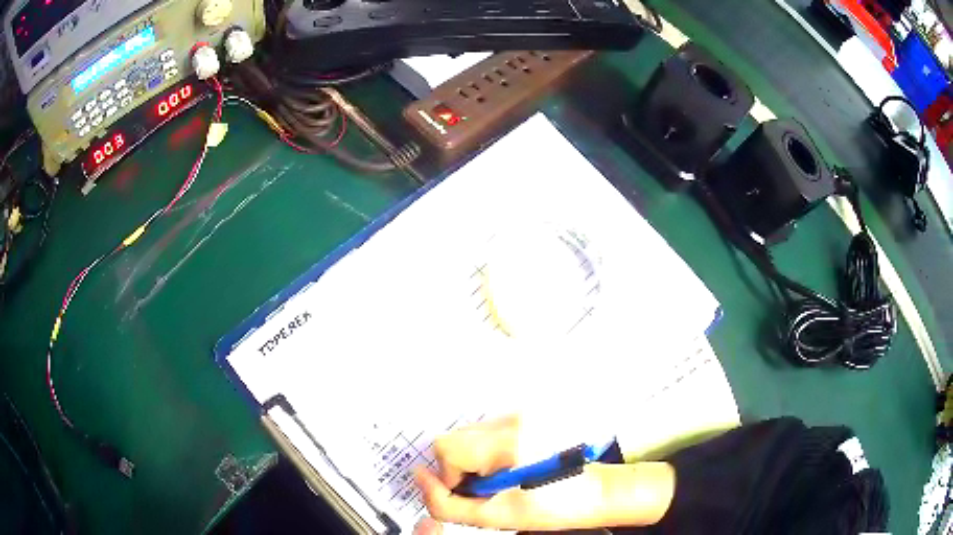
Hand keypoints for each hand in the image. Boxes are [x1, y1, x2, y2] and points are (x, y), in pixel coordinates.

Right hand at [413, 416, 674, 532]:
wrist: (595, 492)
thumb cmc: (555, 507)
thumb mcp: (496, 517)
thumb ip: (447, 503)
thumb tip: (419, 478)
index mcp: (510, 442)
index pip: (446, 448)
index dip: (448, 478)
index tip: (471, 494)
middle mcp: (514, 419)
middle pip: (452, 437)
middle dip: (458, 468)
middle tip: (485, 489)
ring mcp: (521, 415)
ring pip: (466, 435)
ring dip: (471, 460)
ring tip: (501, 479)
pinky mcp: (525, 418)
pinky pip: (485, 432)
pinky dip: (485, 453)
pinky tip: (508, 469)